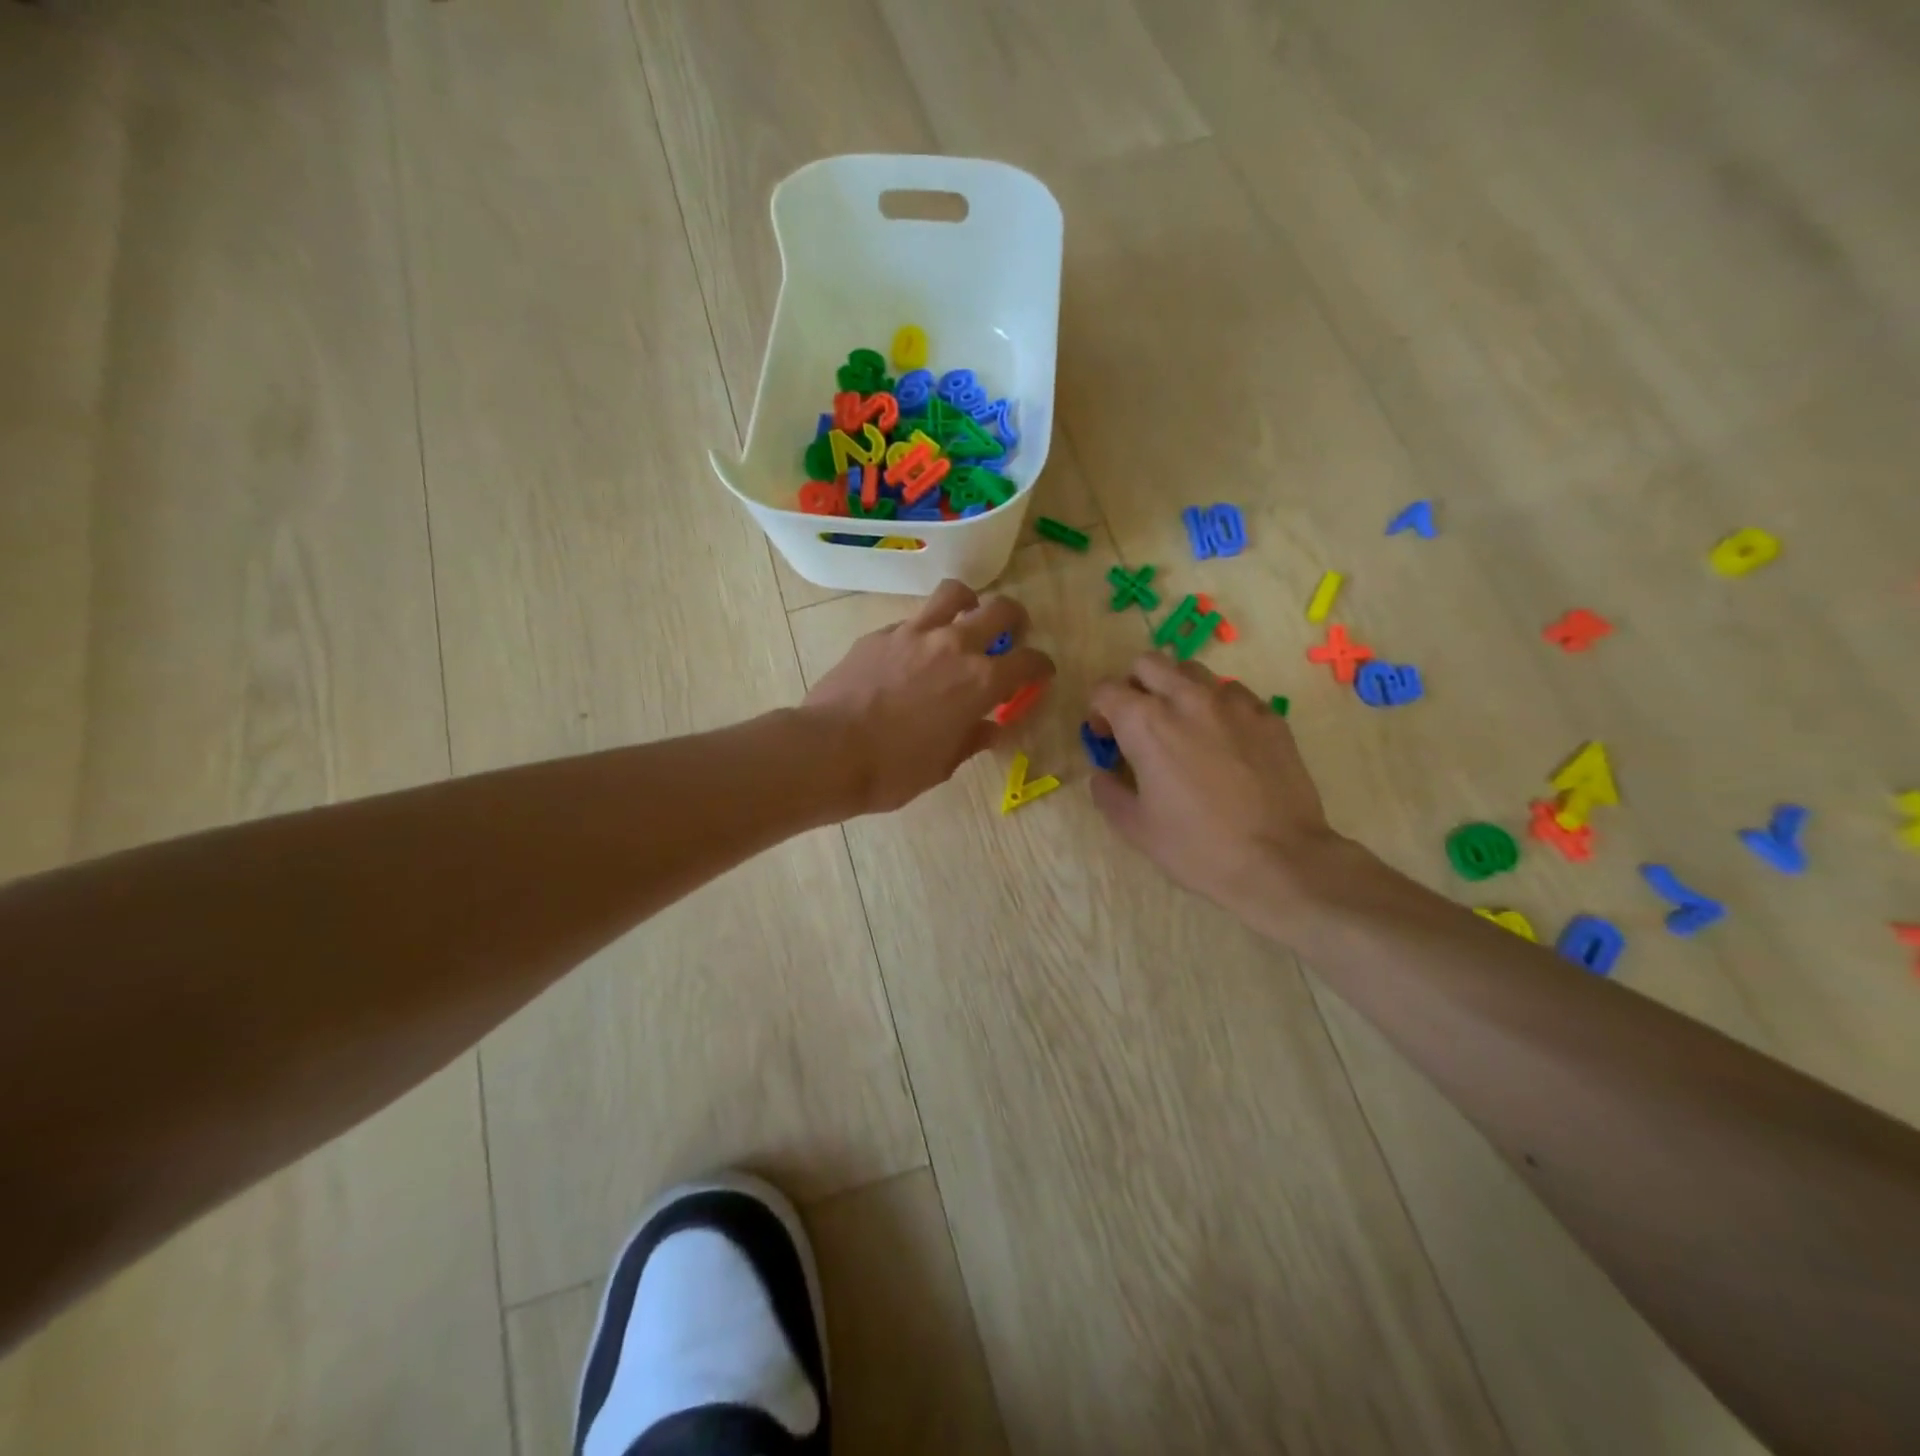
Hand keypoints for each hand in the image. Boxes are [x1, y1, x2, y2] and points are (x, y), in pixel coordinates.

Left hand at [804, 579, 1054, 815]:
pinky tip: (912, 653)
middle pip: (1000, 610)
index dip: (1041, 666)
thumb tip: (990, 728)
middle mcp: (954, 646)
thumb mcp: (943, 764)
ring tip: (965, 619)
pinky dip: (922, 631)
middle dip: (1015, 619)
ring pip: (954, 594)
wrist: (829, 752)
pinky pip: (911, 620)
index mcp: (980, 681)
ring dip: (969, 603)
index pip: (1029, 661)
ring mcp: (914, 633)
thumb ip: (972, 738)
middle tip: (1010, 634)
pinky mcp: (880, 634)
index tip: (1040, 673)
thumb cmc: (894, 769)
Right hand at [1088, 654, 1347, 924]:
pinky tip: (1224, 743)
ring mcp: (1233, 703)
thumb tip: (1104, 774)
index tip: (1107, 738)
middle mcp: (1187, 698)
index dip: (1098, 711)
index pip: (1106, 689)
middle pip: (1149, 663)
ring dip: (1176, 690)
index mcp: (1146, 723)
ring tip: (1183, 728)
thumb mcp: (1135, 827)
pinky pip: (1233, 693)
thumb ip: (1108, 791)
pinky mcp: (1268, 715)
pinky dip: (1217, 707)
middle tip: (1139, 723)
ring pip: (1193, 671)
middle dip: (1135, 686)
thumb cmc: (1197, 847)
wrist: (1280, 861)